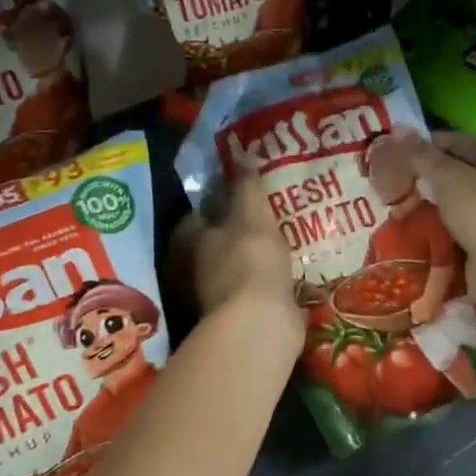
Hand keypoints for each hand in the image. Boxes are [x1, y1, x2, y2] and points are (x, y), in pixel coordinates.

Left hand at [173, 173, 304, 351]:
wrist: (259, 325)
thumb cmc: (250, 259)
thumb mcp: (251, 213)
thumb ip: (245, 183)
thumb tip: (237, 150)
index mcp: (187, 238)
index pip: (200, 211)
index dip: (222, 200)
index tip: (248, 192)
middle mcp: (190, 267)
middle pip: (215, 241)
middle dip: (238, 231)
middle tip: (270, 216)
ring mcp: (212, 295)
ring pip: (234, 266)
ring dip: (253, 258)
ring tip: (284, 243)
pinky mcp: (236, 317)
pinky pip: (252, 291)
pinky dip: (265, 283)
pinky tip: (287, 274)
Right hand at [373, 130, 475, 301]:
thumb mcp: (449, 176)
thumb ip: (422, 155)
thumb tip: (396, 129)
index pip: (459, 142)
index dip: (431, 143)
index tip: (401, 150)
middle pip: (456, 171)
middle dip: (427, 174)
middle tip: (396, 175)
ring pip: (452, 200)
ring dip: (429, 200)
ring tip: (398, 199)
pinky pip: (451, 225)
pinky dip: (434, 224)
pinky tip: (412, 222)